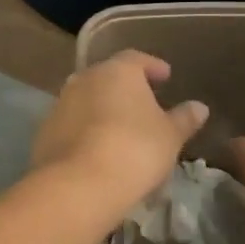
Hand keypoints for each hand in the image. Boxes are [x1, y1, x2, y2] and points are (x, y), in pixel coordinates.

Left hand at [31, 52, 207, 211]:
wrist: (78, 184)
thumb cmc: (135, 150)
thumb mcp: (170, 136)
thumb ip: (184, 119)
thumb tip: (199, 107)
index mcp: (117, 71)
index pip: (136, 59)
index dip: (152, 66)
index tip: (165, 76)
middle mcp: (85, 78)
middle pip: (108, 76)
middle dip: (125, 88)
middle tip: (144, 103)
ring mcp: (61, 103)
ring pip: (87, 98)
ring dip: (103, 108)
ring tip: (121, 128)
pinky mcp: (45, 130)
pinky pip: (72, 123)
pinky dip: (85, 129)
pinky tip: (97, 148)